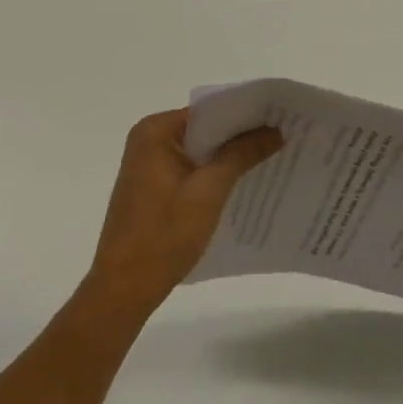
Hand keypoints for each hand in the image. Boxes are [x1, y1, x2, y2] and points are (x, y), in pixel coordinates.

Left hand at [85, 109, 282, 315]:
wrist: (122, 292)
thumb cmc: (163, 235)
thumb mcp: (209, 191)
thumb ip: (242, 154)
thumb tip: (276, 129)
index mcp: (155, 131)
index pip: (209, 111)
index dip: (244, 114)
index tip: (277, 119)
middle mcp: (147, 140)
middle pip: (204, 129)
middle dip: (239, 136)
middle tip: (280, 138)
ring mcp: (147, 166)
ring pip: (198, 151)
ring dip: (227, 157)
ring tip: (268, 158)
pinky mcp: (151, 189)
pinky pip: (189, 169)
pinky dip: (212, 174)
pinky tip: (240, 184)